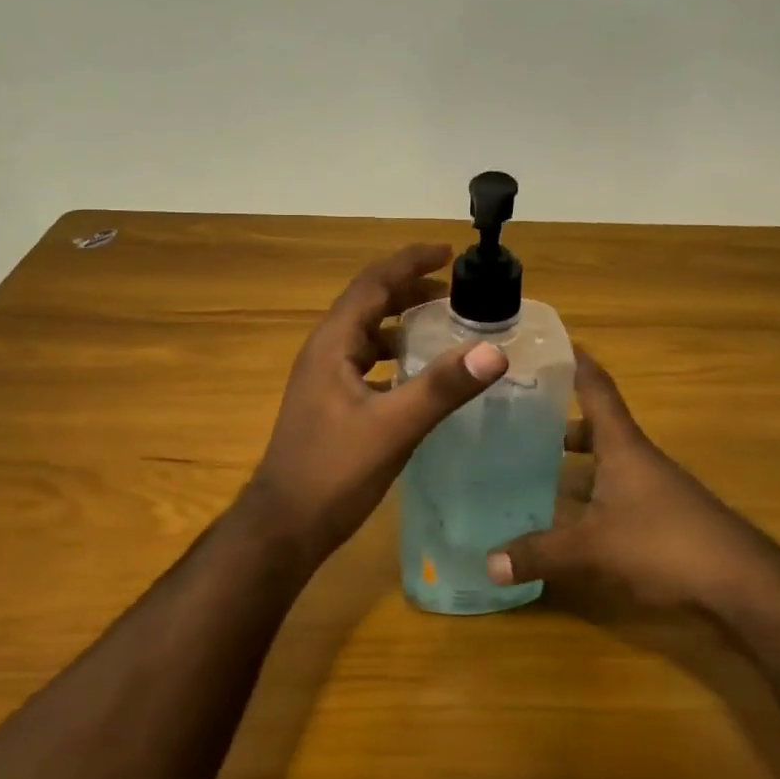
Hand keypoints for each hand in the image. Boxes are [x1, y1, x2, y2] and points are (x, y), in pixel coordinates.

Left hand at [244, 244, 509, 557]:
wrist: (285, 526)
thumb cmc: (333, 472)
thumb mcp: (394, 427)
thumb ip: (442, 388)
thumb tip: (494, 350)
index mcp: (333, 344)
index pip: (373, 284)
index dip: (409, 263)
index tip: (448, 252)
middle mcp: (324, 352)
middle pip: (369, 305)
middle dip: (410, 290)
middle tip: (456, 289)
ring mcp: (324, 380)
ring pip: (367, 336)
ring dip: (403, 324)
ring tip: (444, 324)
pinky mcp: (329, 405)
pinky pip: (366, 364)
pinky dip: (395, 357)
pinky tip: (419, 376)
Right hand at [486, 352, 757, 608]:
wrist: (741, 582)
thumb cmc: (664, 544)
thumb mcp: (593, 548)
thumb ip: (539, 554)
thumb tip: (487, 564)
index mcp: (622, 445)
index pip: (596, 388)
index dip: (575, 362)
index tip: (549, 342)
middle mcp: (637, 457)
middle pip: (596, 426)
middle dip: (559, 420)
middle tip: (518, 417)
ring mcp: (652, 487)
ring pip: (605, 461)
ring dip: (573, 460)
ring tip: (530, 466)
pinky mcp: (660, 516)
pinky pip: (613, 491)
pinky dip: (588, 493)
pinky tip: (566, 516)